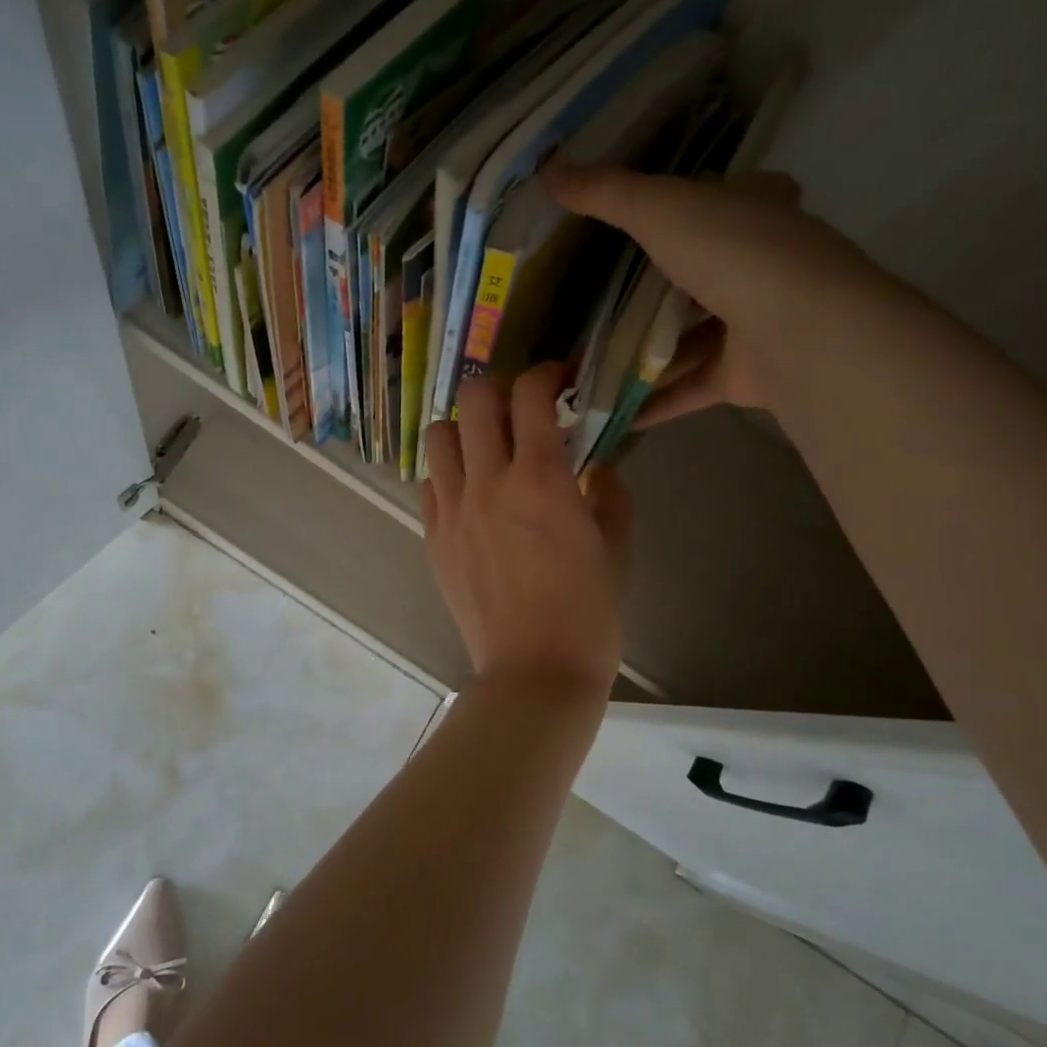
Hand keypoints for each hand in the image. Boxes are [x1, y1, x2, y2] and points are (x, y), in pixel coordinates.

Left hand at [421, 363, 632, 697]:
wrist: (534, 673)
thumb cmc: (588, 613)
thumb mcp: (617, 547)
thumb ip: (610, 494)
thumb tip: (598, 467)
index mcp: (540, 479)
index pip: (529, 395)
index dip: (545, 373)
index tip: (559, 380)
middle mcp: (488, 482)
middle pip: (473, 399)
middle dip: (499, 389)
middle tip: (520, 408)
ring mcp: (452, 509)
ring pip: (438, 435)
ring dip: (464, 428)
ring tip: (487, 447)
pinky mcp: (433, 537)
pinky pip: (430, 484)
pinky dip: (449, 473)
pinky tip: (472, 493)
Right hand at [543, 161, 878, 427]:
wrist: (798, 330)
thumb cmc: (734, 252)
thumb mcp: (659, 208)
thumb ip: (606, 193)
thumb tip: (547, 169)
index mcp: (754, 212)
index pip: (728, 198)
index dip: (696, 201)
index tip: (648, 217)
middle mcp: (760, 266)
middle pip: (699, 275)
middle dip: (652, 291)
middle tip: (592, 302)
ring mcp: (753, 326)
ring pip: (688, 339)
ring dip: (642, 354)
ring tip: (585, 363)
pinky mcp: (742, 377)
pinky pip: (686, 388)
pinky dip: (650, 401)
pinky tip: (607, 412)